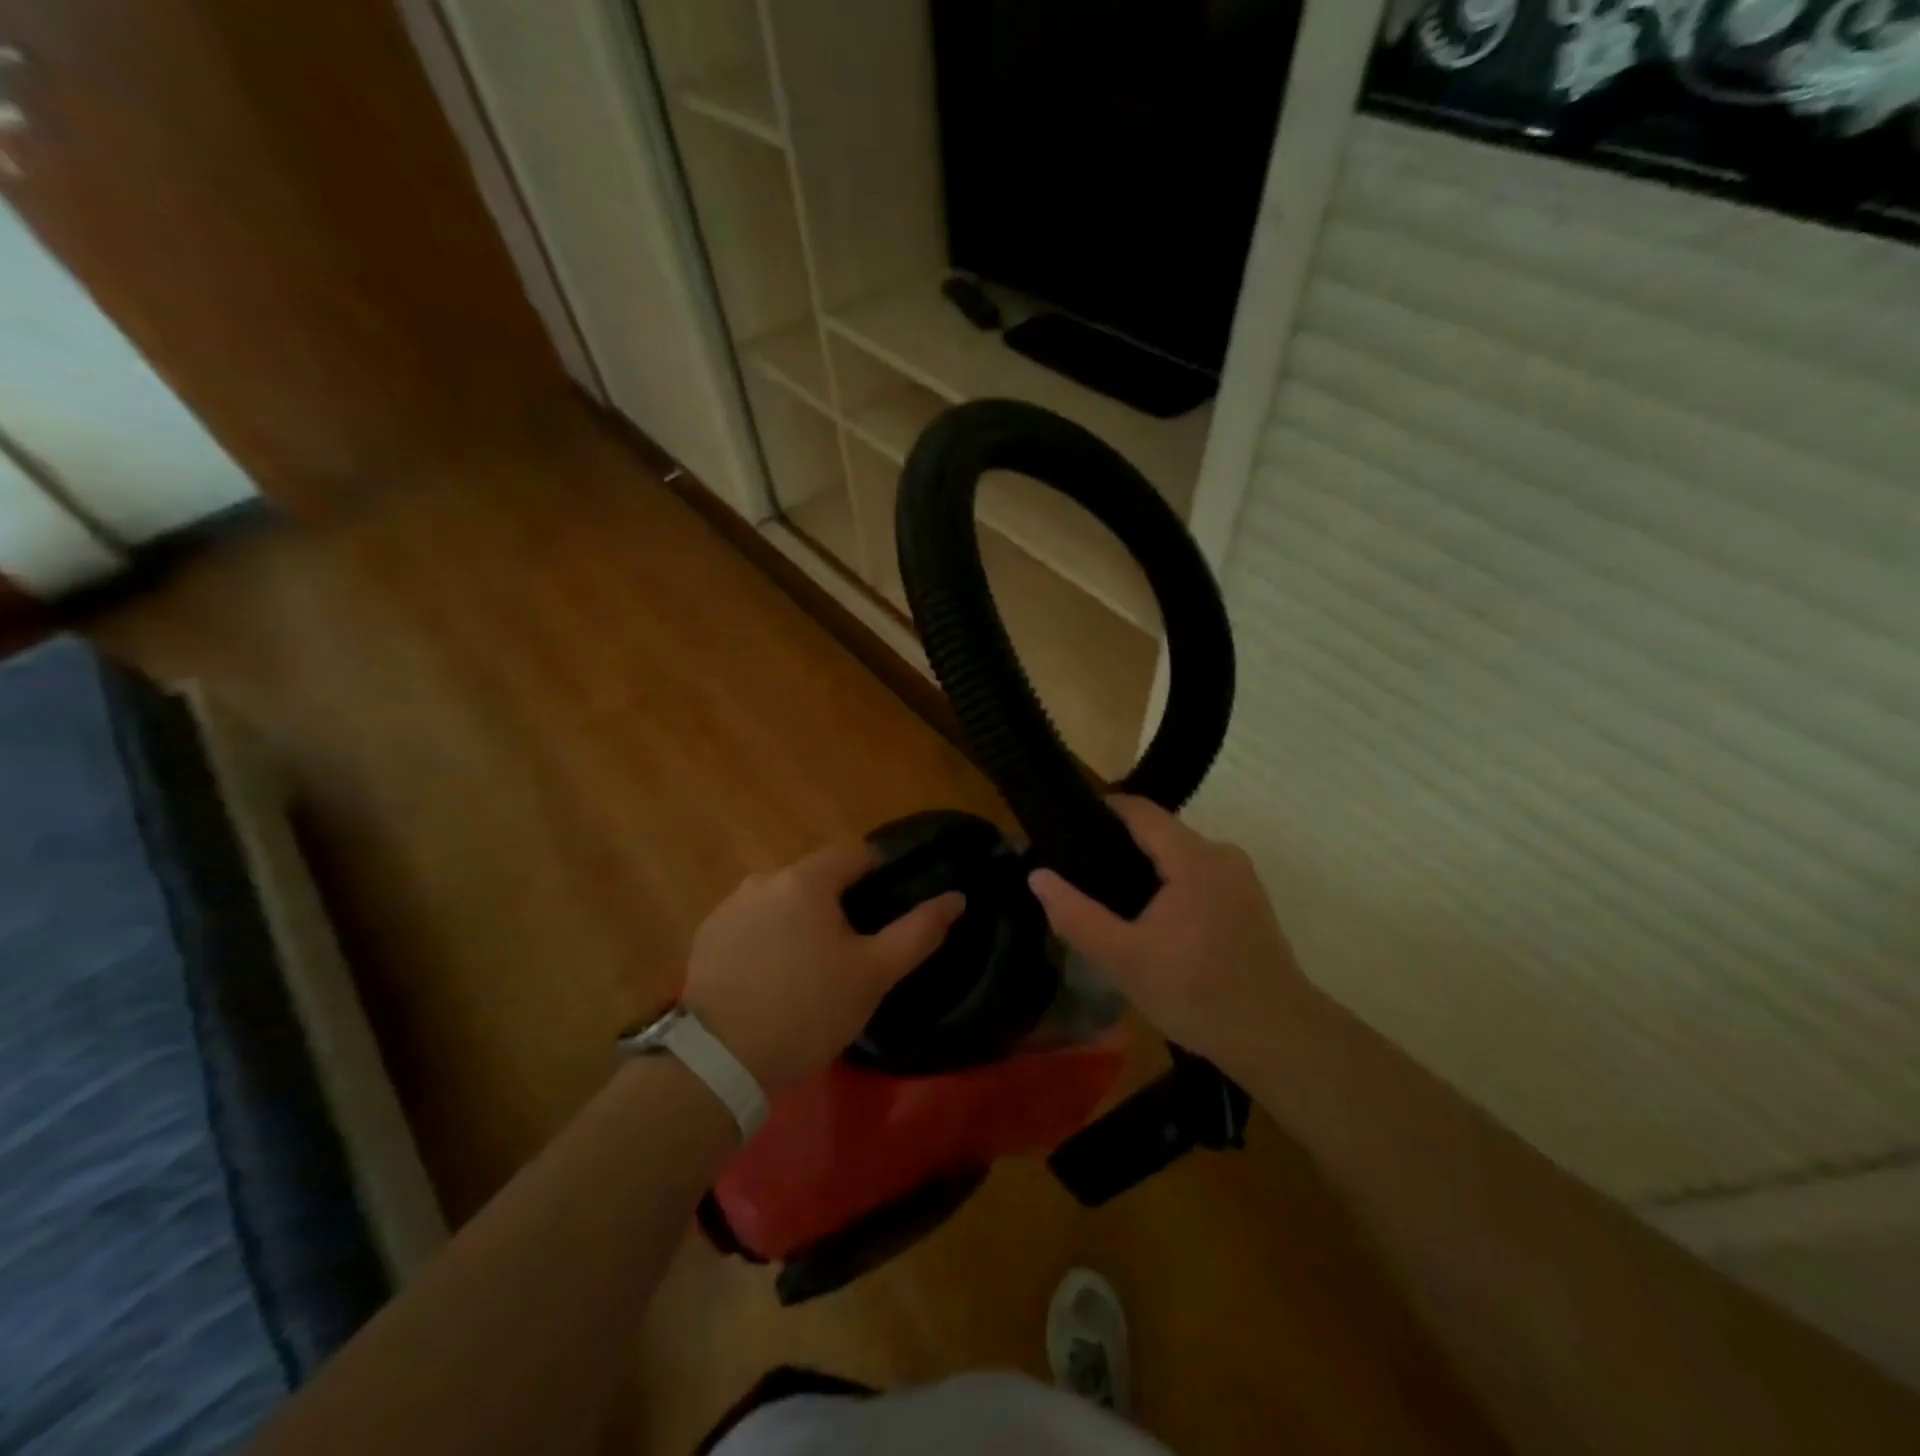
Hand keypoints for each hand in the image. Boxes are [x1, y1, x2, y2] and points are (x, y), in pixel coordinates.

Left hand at [683, 843, 964, 1094]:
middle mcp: (764, 879)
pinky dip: (769, 937)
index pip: (854, 853)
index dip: (880, 872)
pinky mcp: (707, 936)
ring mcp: (730, 907)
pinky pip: (753, 922)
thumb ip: (918, 931)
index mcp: (806, 880)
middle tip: (854, 947)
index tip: (890, 904)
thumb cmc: (808, 1011)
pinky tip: (773, 977)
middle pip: (816, 877)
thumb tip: (956, 897)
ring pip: (783, 900)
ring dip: (802, 919)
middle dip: (839, 902)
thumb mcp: (873, 975)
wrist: (719, 1062)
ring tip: (813, 966)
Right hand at [1027, 797, 1309, 1075]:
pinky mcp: (1249, 900)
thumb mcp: (1124, 960)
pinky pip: (1198, 875)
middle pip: (1159, 833)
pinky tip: (1152, 923)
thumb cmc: (1197, 995)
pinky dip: (1170, 886)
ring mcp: (1240, 877)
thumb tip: (1037, 876)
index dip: (1100, 812)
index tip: (1065, 829)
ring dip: (1145, 871)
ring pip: (1179, 856)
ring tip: (1109, 902)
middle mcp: (1221, 854)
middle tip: (1080, 877)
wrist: (1278, 1039)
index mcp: (1193, 857)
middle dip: (1118, 848)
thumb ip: (1076, 915)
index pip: (1139, 810)